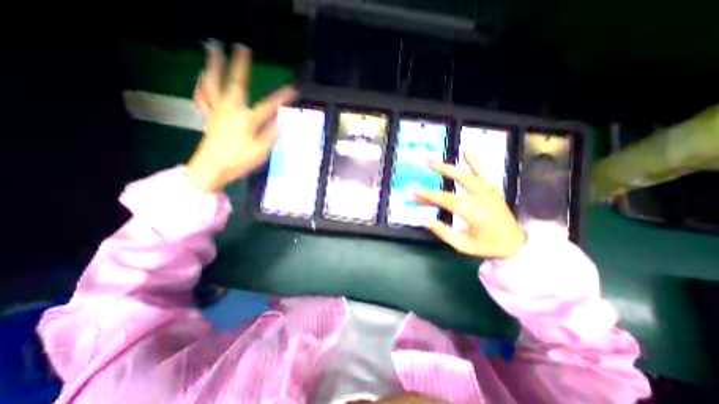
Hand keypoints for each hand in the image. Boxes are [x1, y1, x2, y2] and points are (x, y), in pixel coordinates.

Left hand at [187, 41, 297, 191]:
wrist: (211, 169)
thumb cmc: (238, 161)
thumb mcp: (260, 151)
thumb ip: (271, 136)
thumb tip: (281, 124)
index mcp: (247, 120)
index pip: (269, 106)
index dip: (282, 98)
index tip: (293, 89)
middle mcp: (231, 111)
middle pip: (235, 84)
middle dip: (240, 66)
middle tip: (240, 47)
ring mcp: (218, 113)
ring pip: (214, 85)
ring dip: (214, 67)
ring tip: (211, 49)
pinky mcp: (209, 118)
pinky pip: (203, 99)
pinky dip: (202, 88)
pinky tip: (200, 80)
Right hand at [413, 154, 526, 260]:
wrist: (515, 244)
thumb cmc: (487, 246)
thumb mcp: (463, 245)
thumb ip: (443, 232)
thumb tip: (426, 220)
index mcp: (473, 211)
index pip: (446, 199)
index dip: (428, 195)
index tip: (415, 191)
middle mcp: (481, 197)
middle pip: (459, 179)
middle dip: (441, 170)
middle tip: (426, 163)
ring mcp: (488, 191)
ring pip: (469, 173)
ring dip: (452, 165)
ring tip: (437, 159)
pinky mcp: (492, 189)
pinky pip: (483, 172)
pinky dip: (475, 162)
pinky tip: (467, 152)